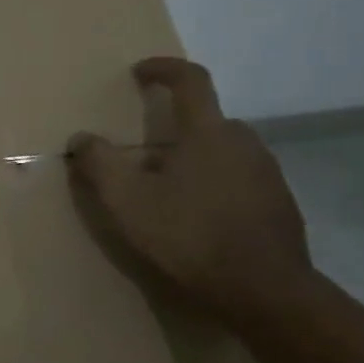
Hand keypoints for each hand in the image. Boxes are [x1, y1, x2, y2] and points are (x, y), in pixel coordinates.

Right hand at [67, 58, 316, 324]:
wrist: (266, 294)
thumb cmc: (190, 237)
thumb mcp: (128, 202)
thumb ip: (99, 164)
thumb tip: (82, 138)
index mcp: (208, 132)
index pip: (190, 80)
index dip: (164, 69)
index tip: (140, 72)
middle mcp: (244, 143)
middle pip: (208, 120)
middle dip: (177, 129)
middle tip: (148, 156)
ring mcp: (269, 175)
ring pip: (226, 153)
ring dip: (198, 161)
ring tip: (172, 194)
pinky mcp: (281, 206)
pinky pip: (243, 182)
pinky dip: (219, 188)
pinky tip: (202, 221)